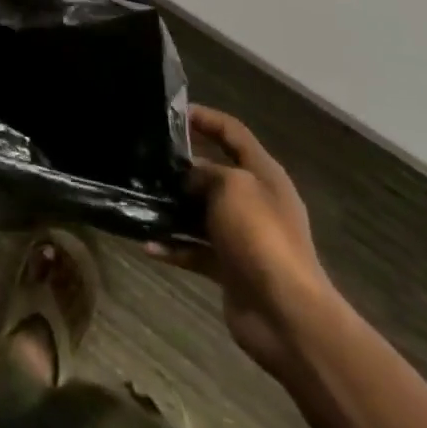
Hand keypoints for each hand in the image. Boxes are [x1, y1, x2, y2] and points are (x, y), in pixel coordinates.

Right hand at [148, 105, 339, 376]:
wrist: (287, 315)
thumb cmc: (261, 236)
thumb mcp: (232, 187)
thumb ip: (206, 172)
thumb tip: (189, 174)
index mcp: (263, 175)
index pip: (233, 133)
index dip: (206, 118)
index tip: (173, 113)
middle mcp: (255, 201)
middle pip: (215, 173)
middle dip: (183, 166)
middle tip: (146, 157)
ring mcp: (242, 236)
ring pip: (201, 212)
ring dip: (173, 209)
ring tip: (139, 200)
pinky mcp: (230, 268)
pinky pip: (195, 250)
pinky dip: (174, 247)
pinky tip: (148, 245)